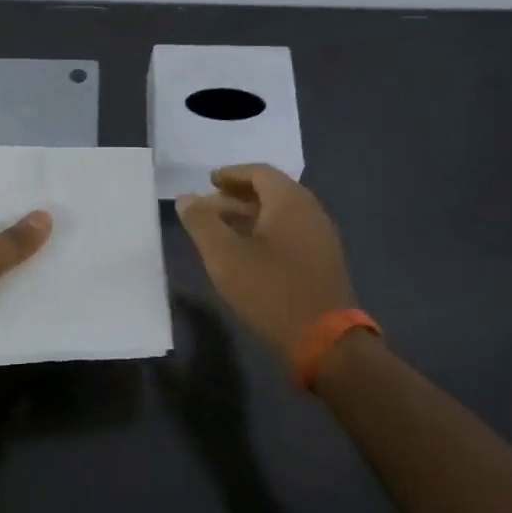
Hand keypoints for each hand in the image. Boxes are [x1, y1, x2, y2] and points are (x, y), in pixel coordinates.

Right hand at [177, 165, 355, 362]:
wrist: (325, 340)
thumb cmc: (270, 290)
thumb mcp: (225, 256)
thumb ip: (202, 222)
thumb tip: (186, 199)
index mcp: (289, 201)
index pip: (259, 172)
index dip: (232, 174)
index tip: (209, 181)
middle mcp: (310, 211)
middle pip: (272, 191)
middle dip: (237, 195)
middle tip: (209, 205)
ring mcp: (321, 237)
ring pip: (281, 214)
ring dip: (250, 215)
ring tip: (222, 229)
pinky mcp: (324, 261)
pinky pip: (291, 232)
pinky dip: (266, 231)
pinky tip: (248, 252)